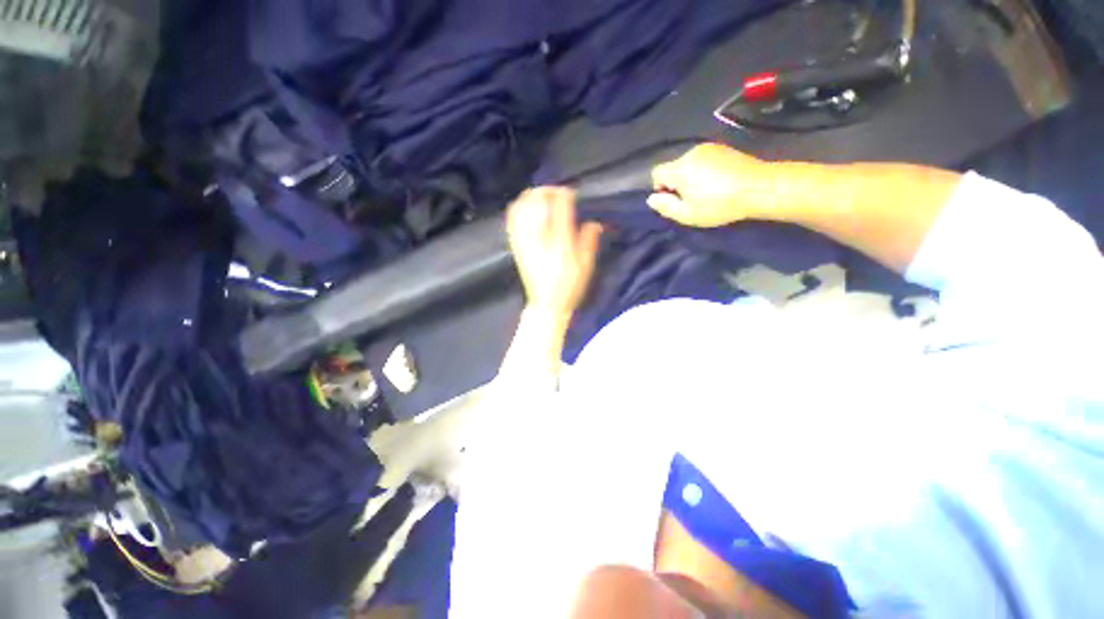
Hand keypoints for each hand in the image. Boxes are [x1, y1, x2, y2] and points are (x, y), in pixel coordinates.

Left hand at [506, 187, 602, 316]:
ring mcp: (525, 242)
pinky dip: (518, 208)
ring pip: (521, 208)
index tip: (571, 193)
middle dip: (546, 191)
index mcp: (560, 242)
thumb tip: (594, 222)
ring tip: (542, 198)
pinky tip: (525, 208)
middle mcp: (540, 238)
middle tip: (556, 193)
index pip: (560, 206)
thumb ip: (589, 241)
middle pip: (537, 201)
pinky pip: (512, 221)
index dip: (565, 194)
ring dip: (531, 197)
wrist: (546, 304)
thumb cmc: (570, 286)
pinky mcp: (516, 247)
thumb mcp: (586, 265)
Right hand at [648, 143, 771, 227]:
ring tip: (707, 191)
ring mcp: (708, 148)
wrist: (759, 187)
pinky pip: (703, 160)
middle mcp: (691, 153)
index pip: (656, 173)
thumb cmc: (719, 205)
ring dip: (691, 176)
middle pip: (673, 168)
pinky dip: (704, 170)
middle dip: (676, 183)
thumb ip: (666, 207)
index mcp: (680, 168)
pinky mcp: (723, 148)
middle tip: (692, 200)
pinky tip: (718, 182)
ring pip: (688, 164)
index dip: (660, 188)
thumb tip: (651, 199)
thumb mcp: (688, 215)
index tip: (674, 200)